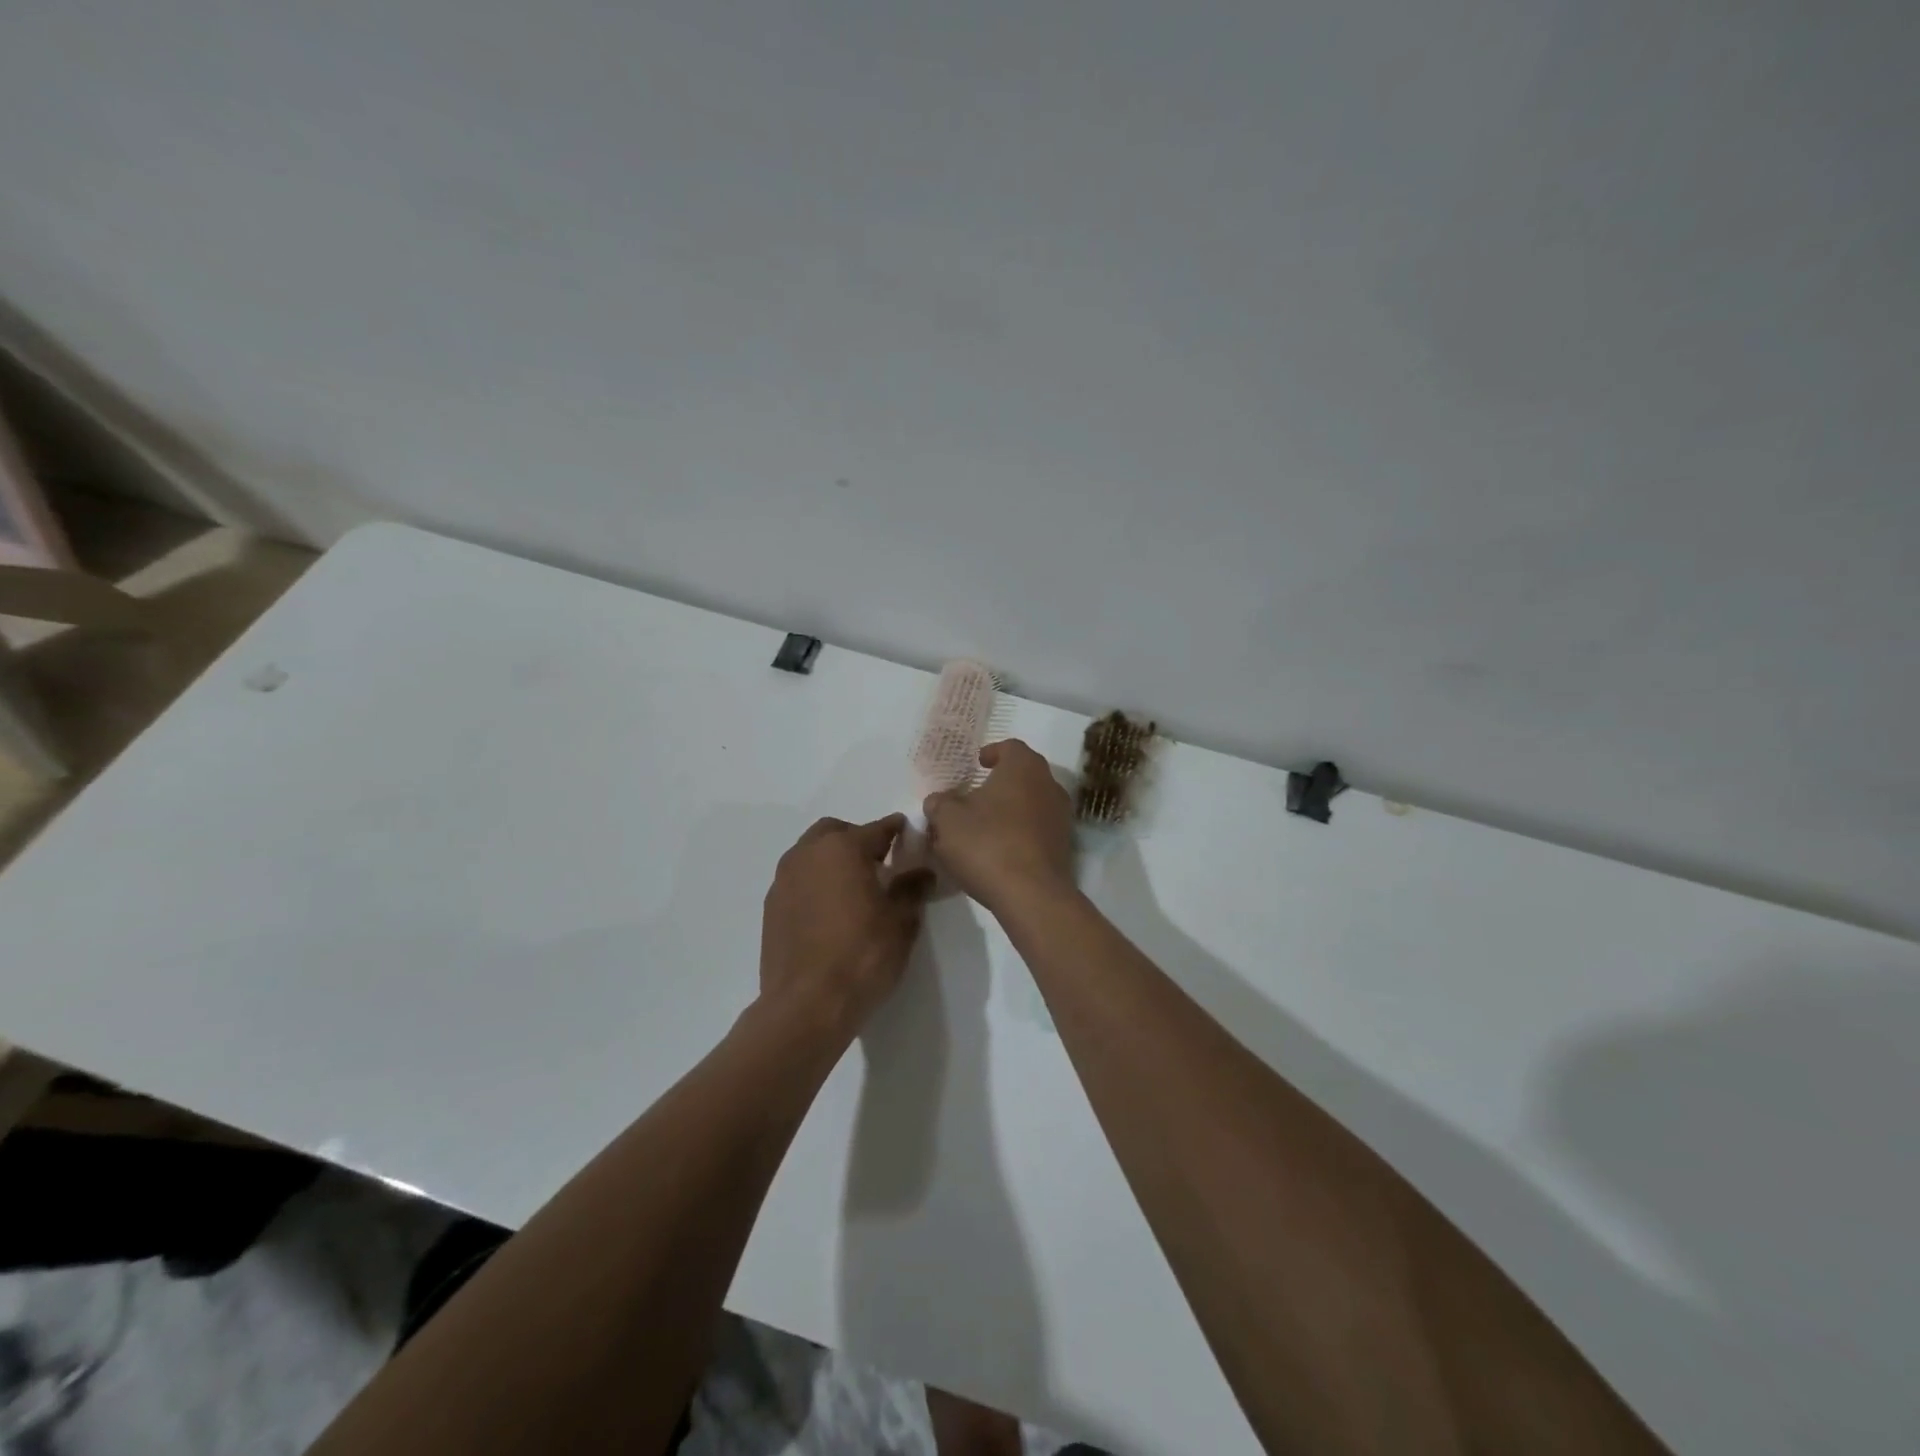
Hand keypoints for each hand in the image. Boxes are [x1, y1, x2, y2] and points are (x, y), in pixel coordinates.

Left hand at [761, 815, 932, 1034]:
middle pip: (836, 832)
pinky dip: (815, 882)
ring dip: (832, 860)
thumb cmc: (861, 956)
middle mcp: (808, 853)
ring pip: (811, 853)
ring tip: (853, 889)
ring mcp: (784, 879)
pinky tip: (829, 911)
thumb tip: (922, 872)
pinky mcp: (771, 906)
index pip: (878, 828)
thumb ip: (912, 889)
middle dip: (858, 840)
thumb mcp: (901, 922)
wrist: (805, 1005)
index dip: (898, 831)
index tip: (911, 838)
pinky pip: (798, 879)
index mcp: (843, 848)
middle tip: (879, 865)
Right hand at [923, 740, 1075, 914]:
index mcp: (1023, 767)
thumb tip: (939, 801)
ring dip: (1010, 809)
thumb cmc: (987, 843)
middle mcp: (1049, 784)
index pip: (1010, 747)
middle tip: (975, 796)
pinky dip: (1020, 832)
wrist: (1032, 894)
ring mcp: (1061, 816)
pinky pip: (1038, 829)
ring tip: (984, 826)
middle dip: (1000, 783)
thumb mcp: (948, 820)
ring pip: (1032, 802)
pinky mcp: (1064, 846)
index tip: (977, 764)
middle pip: (1024, 774)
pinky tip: (1000, 850)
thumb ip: (940, 804)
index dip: (992, 752)